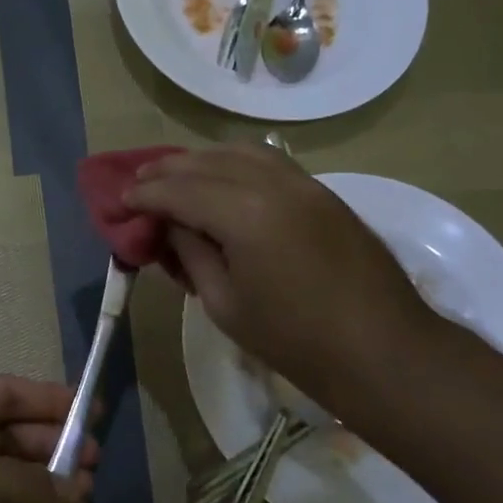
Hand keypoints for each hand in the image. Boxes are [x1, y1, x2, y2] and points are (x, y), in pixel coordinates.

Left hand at [0, 376, 96, 502]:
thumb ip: (30, 484)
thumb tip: (78, 490)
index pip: (5, 393)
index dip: (50, 401)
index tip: (94, 412)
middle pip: (8, 436)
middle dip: (50, 449)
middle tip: (95, 466)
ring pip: (4, 480)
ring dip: (41, 488)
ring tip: (83, 500)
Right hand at [126, 143, 443, 413]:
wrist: (382, 349)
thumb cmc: (294, 340)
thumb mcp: (224, 304)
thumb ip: (191, 254)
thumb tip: (171, 225)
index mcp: (244, 214)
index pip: (179, 191)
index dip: (144, 195)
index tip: (121, 202)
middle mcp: (273, 184)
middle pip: (206, 162)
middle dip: (166, 170)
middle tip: (138, 182)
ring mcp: (304, 183)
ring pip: (240, 152)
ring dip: (201, 160)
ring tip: (175, 175)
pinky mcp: (323, 192)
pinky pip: (269, 161)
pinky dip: (236, 162)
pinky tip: (223, 178)